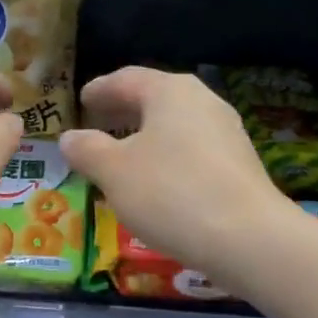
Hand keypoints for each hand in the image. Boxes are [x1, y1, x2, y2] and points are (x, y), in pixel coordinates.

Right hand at [60, 67, 292, 284]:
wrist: (248, 238)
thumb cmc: (170, 193)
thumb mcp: (114, 172)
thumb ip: (87, 150)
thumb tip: (69, 138)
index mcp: (170, 92)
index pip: (127, 79)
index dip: (100, 89)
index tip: (82, 99)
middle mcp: (202, 102)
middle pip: (155, 99)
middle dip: (123, 110)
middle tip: (98, 121)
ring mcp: (226, 133)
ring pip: (175, 125)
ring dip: (145, 135)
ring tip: (122, 153)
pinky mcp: (238, 166)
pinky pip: (192, 150)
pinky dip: (166, 156)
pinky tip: (155, 181)